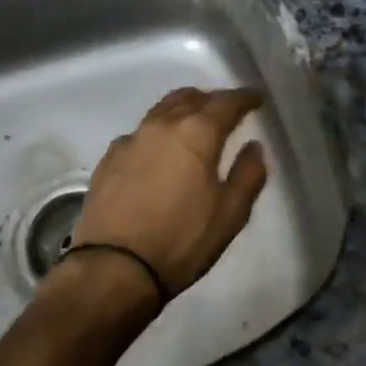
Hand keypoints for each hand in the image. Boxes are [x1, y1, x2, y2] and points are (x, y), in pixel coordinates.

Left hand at [68, 87, 269, 298]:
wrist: (113, 267)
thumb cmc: (181, 239)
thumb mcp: (230, 214)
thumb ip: (248, 174)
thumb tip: (253, 146)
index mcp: (197, 132)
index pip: (226, 102)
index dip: (244, 98)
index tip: (256, 100)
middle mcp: (163, 125)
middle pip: (191, 98)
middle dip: (212, 100)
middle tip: (226, 111)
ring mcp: (132, 138)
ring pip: (162, 109)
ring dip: (183, 109)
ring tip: (194, 123)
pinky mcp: (109, 157)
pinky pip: (140, 132)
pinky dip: (157, 132)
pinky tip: (159, 150)